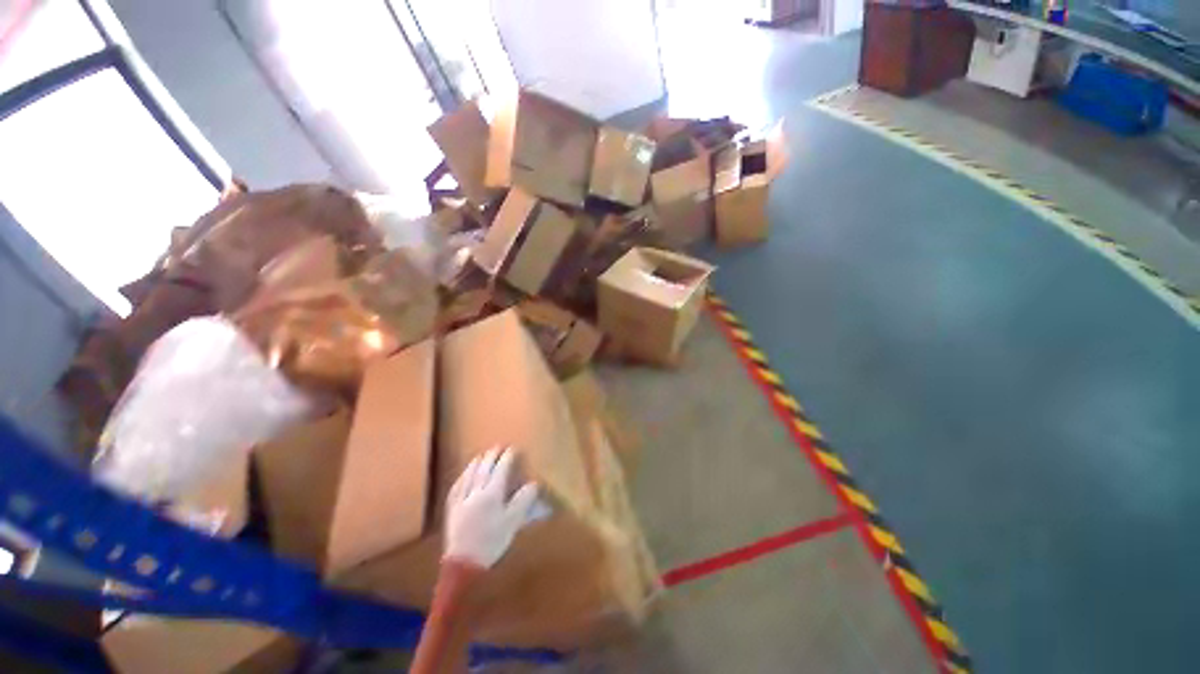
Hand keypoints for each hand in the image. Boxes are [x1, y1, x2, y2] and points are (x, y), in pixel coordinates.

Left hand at [444, 447, 538, 568]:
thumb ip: (523, 500)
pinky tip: (464, 475)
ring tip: (482, 455)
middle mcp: (476, 492)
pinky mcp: (452, 510)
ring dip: (476, 462)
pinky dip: (462, 477)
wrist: (463, 564)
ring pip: (469, 475)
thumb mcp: (513, 522)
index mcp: (492, 494)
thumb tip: (533, 483)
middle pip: (484, 468)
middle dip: (492, 455)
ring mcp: (462, 500)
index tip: (513, 448)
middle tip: (498, 446)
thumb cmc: (492, 542)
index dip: (507, 457)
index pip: (501, 469)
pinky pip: (456, 487)